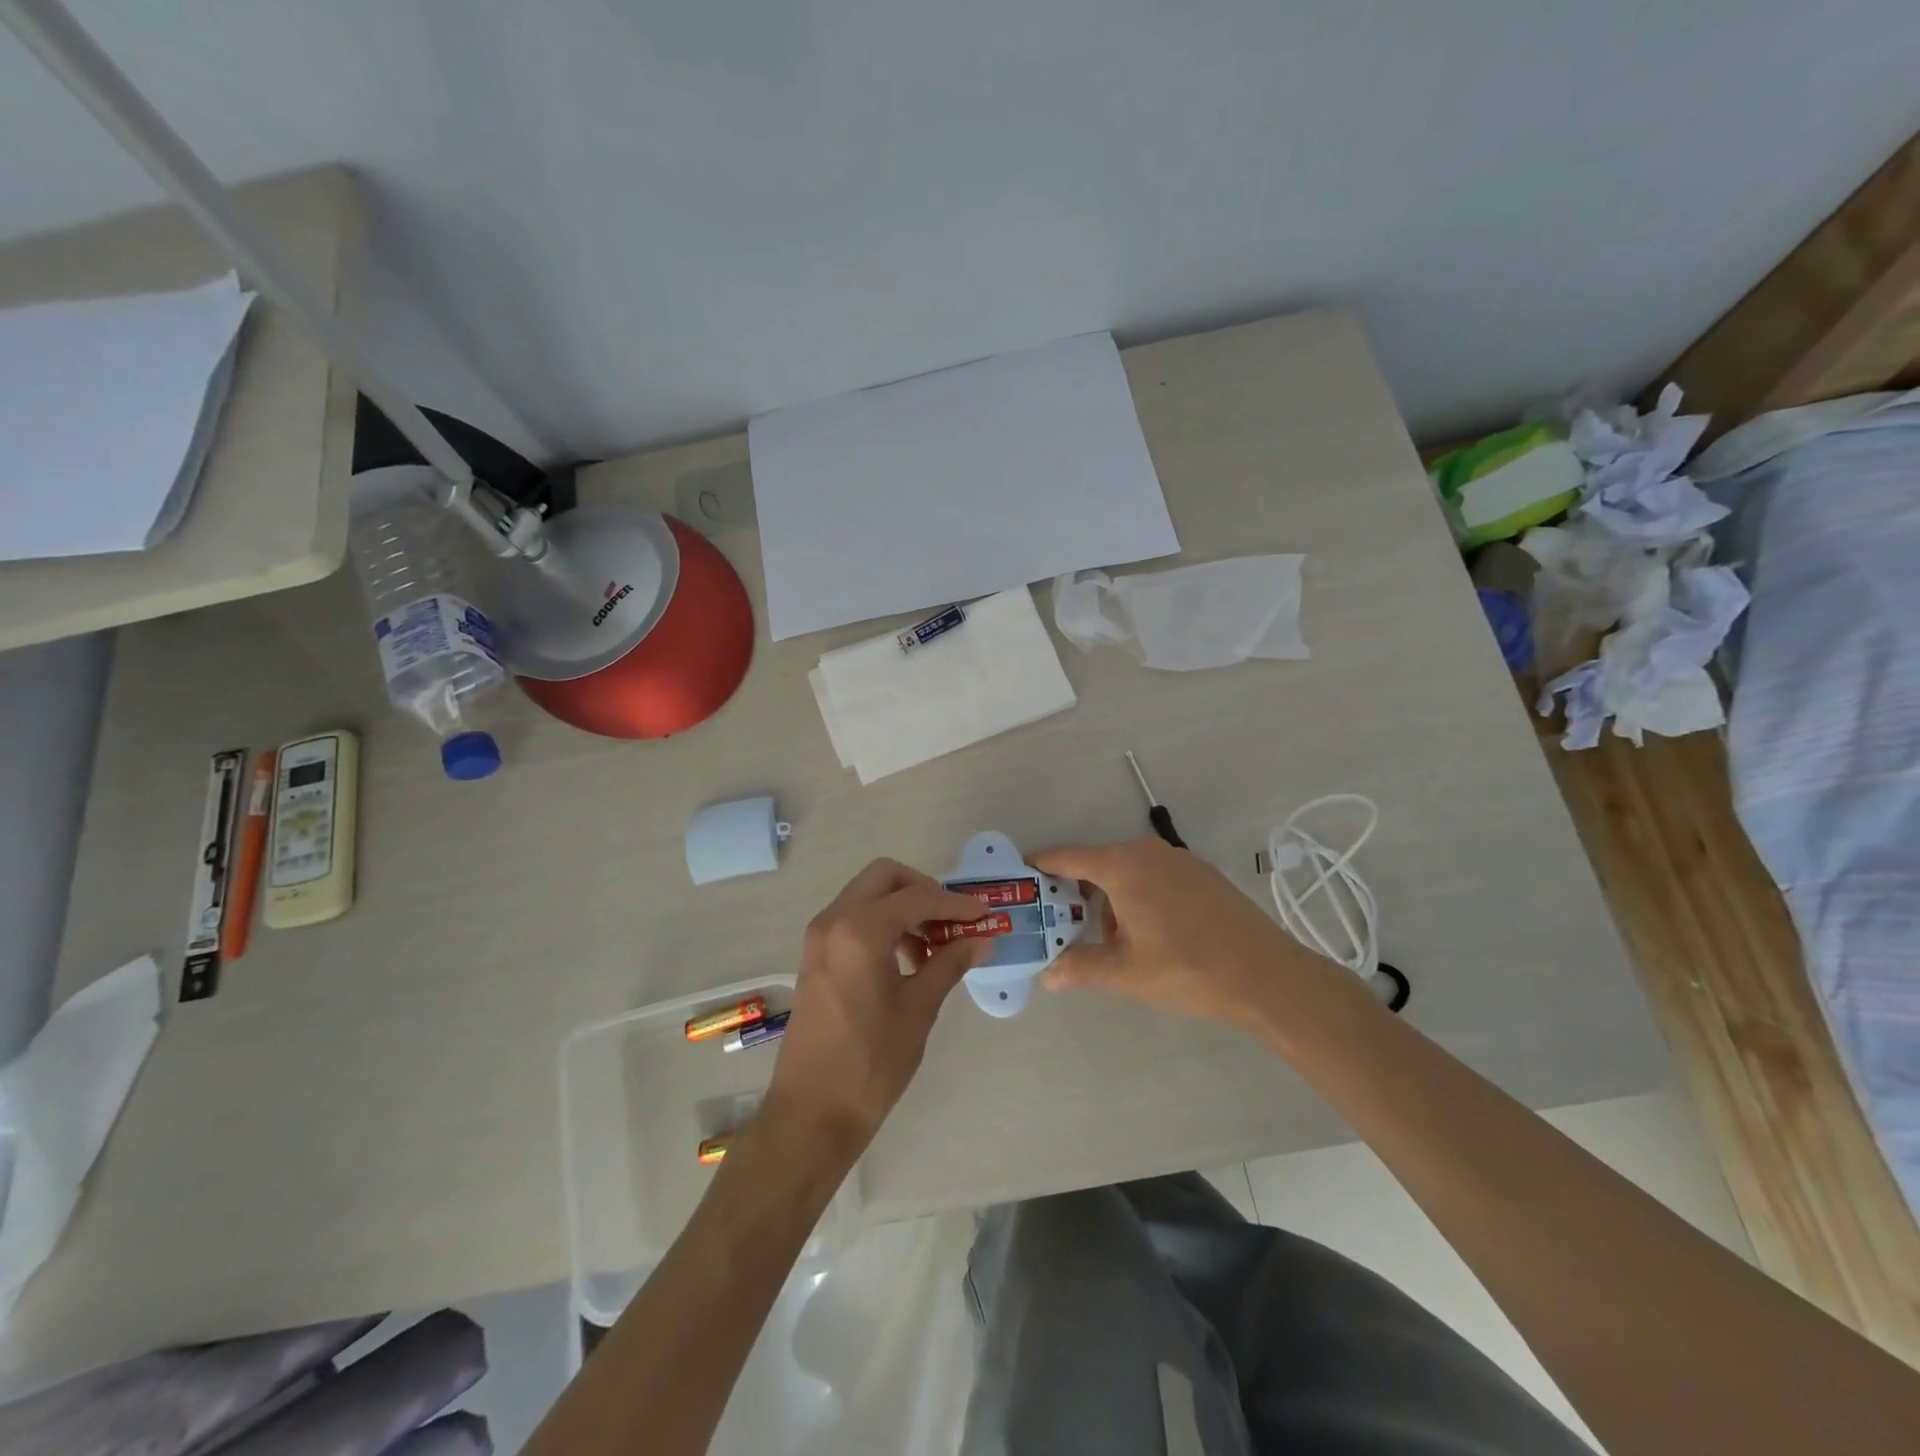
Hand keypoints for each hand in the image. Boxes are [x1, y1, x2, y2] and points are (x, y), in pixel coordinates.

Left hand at [762, 859, 991, 1159]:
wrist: (811, 1113)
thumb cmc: (870, 1062)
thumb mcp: (918, 1009)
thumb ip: (949, 964)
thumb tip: (982, 940)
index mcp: (860, 929)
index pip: (918, 897)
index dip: (956, 904)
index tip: (986, 915)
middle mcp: (834, 920)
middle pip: (885, 877)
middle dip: (923, 889)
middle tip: (953, 920)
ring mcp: (820, 938)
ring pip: (867, 896)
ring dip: (903, 907)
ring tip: (935, 947)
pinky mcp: (816, 957)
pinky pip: (853, 919)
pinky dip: (883, 924)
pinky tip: (908, 960)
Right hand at [1032, 835, 1323, 1032]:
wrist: (1266, 974)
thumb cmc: (1186, 968)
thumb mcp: (1126, 972)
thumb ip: (1080, 967)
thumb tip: (1048, 975)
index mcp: (1122, 866)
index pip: (1066, 856)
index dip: (1040, 865)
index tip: (1020, 877)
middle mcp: (1146, 851)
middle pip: (1096, 862)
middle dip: (1074, 890)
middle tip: (1058, 920)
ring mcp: (1178, 859)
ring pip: (1126, 869)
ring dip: (1108, 896)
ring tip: (1107, 938)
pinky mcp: (1200, 872)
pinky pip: (1152, 874)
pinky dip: (1136, 894)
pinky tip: (1146, 931)